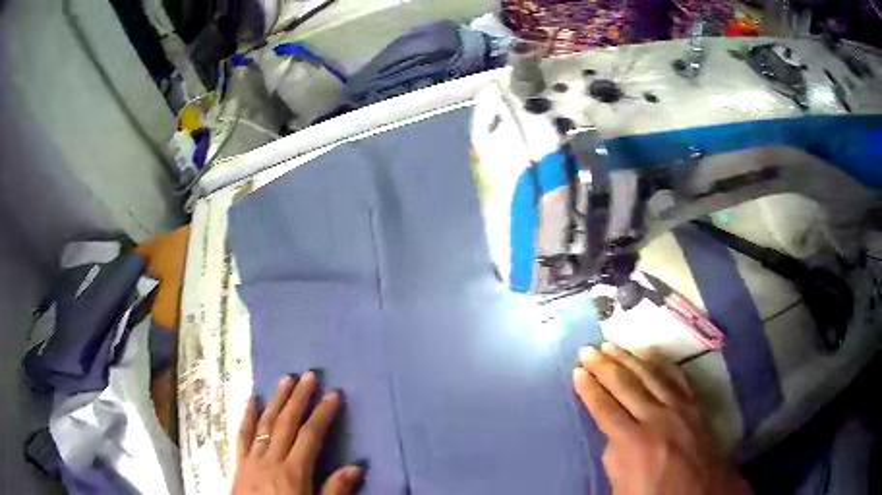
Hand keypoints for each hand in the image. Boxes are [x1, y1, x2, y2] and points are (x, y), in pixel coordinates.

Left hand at [232, 371, 362, 494]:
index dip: (323, 414)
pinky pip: (243, 435)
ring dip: (276, 400)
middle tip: (308, 376)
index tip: (333, 394)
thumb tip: (356, 467)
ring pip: (265, 423)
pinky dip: (247, 416)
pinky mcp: (240, 463)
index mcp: (293, 472)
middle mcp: (272, 459)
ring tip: (285, 380)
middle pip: (287, 423)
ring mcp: (252, 459)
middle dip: (299, 398)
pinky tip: (251, 399)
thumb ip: (334, 491)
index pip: (310, 436)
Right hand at [572, 343, 749, 494]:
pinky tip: (650, 352)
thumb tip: (613, 434)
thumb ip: (614, 458)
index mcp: (634, 443)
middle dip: (604, 366)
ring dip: (628, 358)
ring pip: (650, 375)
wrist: (701, 493)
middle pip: (626, 386)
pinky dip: (662, 363)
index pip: (605, 409)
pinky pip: (677, 377)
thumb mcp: (622, 487)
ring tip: (611, 344)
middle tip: (588, 349)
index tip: (577, 372)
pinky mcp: (694, 405)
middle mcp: (656, 419)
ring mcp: (678, 408)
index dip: (590, 390)